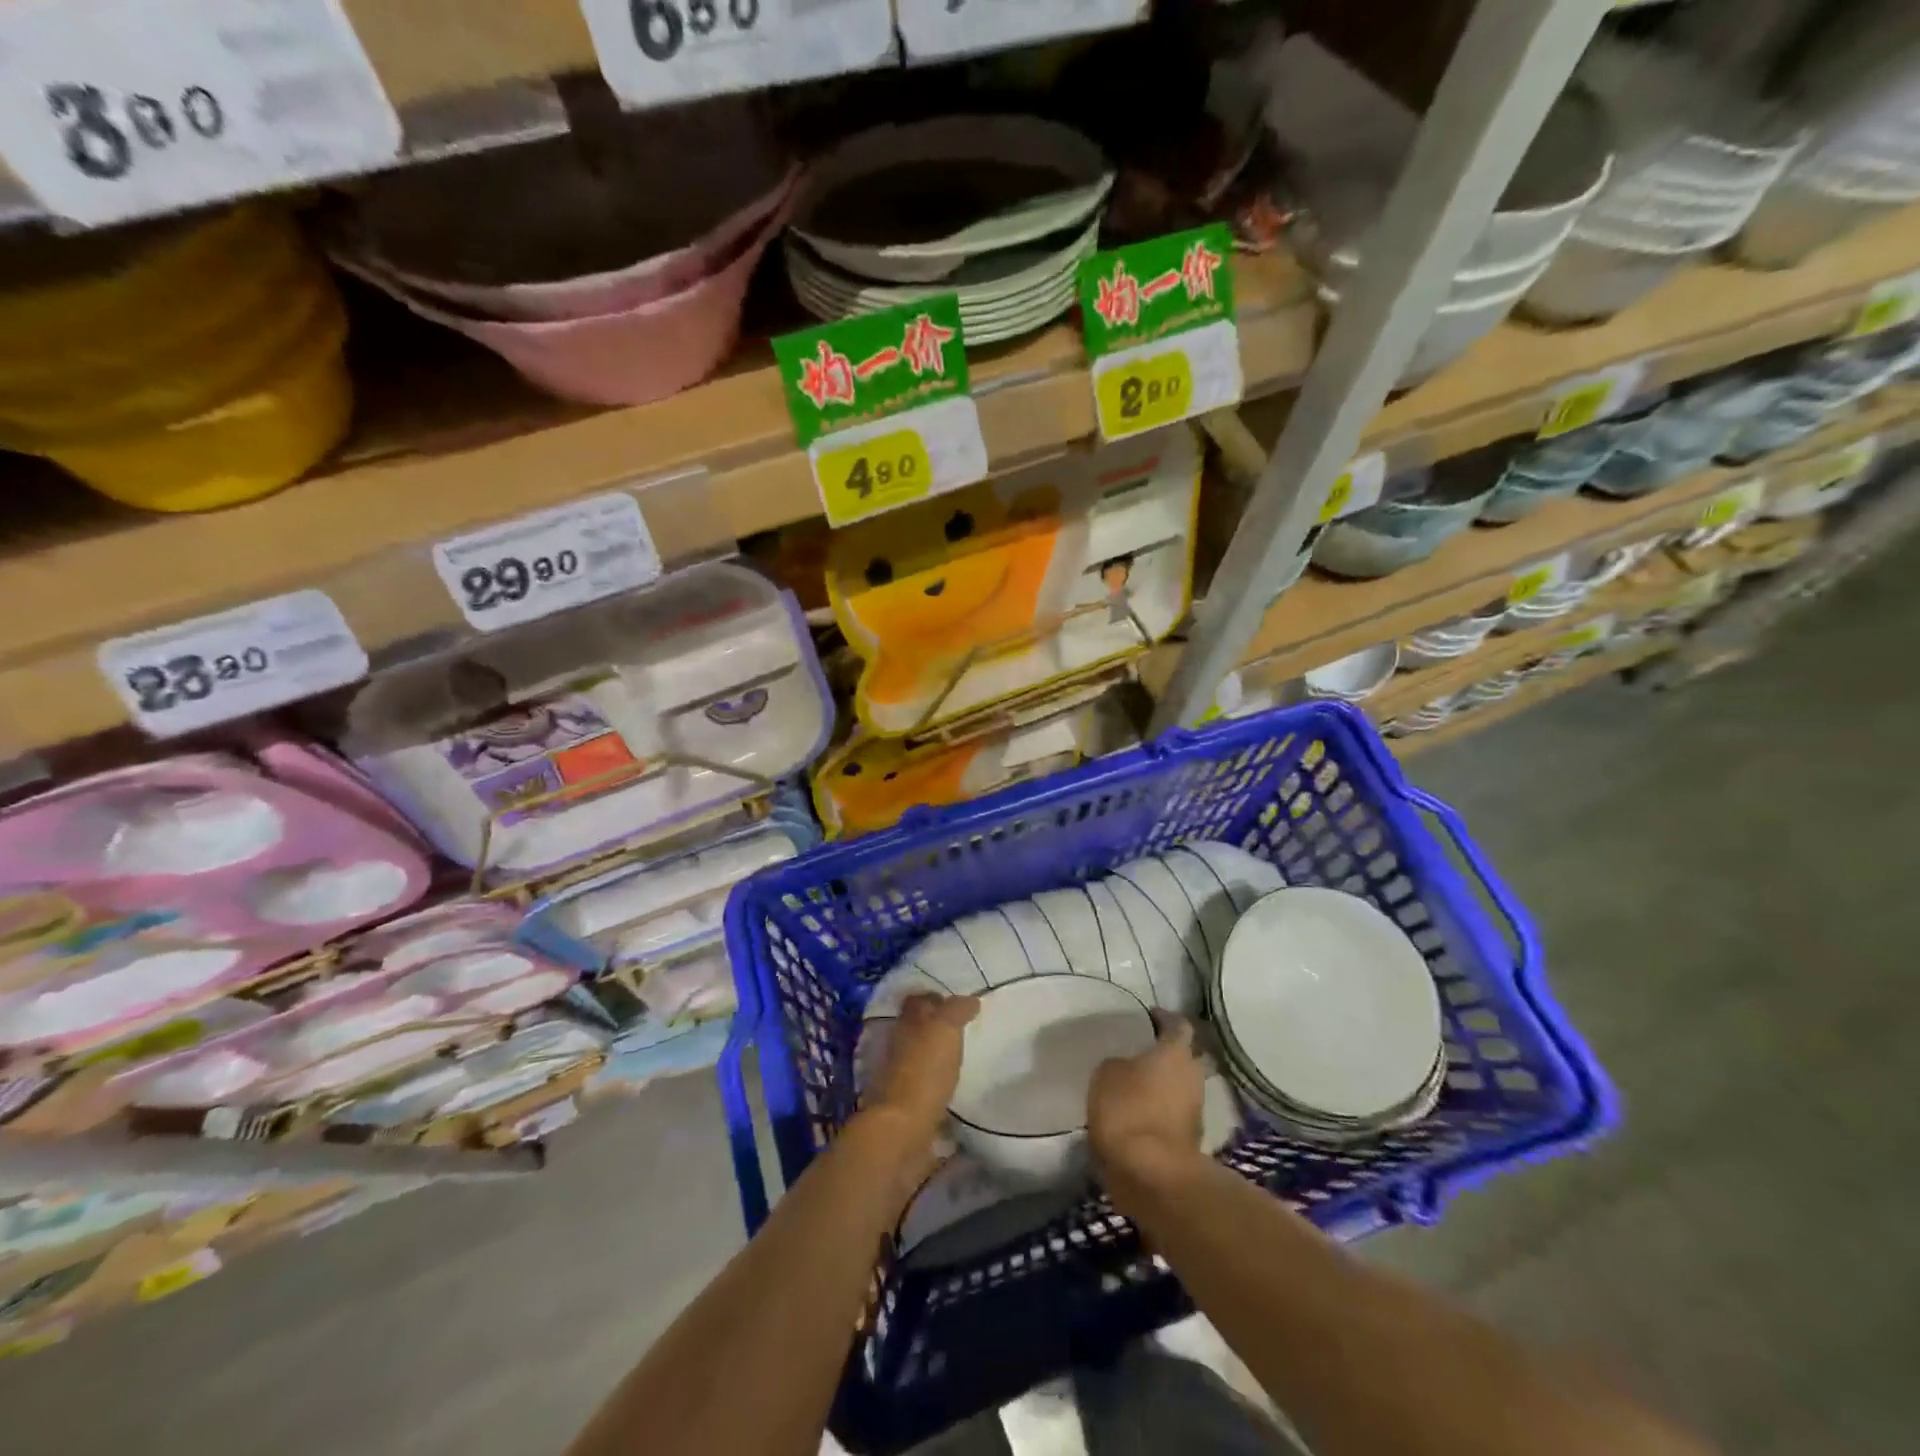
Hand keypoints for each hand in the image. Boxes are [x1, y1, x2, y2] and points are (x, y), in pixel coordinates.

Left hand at [866, 993, 978, 1146]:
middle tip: (965, 1028)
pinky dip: (939, 1084)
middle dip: (937, 1027)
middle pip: (918, 1029)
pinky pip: (927, 1088)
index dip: (936, 998)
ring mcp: (901, 1078)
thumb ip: (956, 1011)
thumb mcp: (944, 1030)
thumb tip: (971, 1000)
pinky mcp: (909, 1107)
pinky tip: (957, 1087)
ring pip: (921, 1058)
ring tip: (966, 1057)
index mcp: (906, 1024)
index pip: (918, 1001)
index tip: (959, 1002)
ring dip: (938, 1056)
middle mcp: (899, 1047)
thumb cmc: (924, 1072)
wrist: (904, 1131)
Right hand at [1088, 1015, 1205, 1187]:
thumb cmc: (1128, 1110)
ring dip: (1164, 1084)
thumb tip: (1126, 1068)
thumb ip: (1119, 1063)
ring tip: (1136, 1084)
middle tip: (1141, 1052)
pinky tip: (1139, 1113)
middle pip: (1185, 1056)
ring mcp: (1196, 1110)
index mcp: (1176, 1051)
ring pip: (1181, 1087)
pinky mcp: (1191, 1140)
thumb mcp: (1106, 1074)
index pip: (1178, 1024)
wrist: (1152, 1174)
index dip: (1163, 1018)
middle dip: (1167, 1053)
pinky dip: (1161, 1111)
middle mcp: (1193, 1075)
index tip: (1148, 1016)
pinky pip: (1175, 1114)